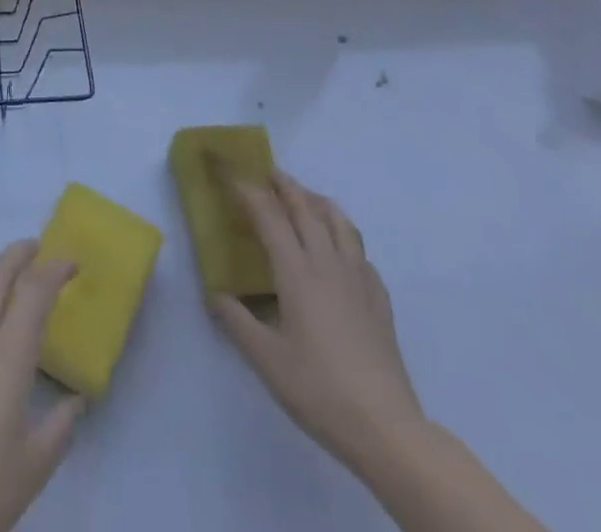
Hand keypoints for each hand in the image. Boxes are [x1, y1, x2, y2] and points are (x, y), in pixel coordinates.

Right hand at [210, 171, 423, 474]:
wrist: (385, 428)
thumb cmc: (318, 389)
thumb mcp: (266, 360)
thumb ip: (236, 322)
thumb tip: (214, 294)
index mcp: (297, 272)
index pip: (268, 215)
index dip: (247, 189)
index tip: (230, 172)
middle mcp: (327, 263)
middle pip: (305, 208)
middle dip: (284, 185)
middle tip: (266, 172)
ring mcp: (358, 279)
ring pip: (338, 222)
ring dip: (316, 201)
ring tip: (304, 197)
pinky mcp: (379, 299)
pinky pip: (359, 251)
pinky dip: (343, 235)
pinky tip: (339, 251)